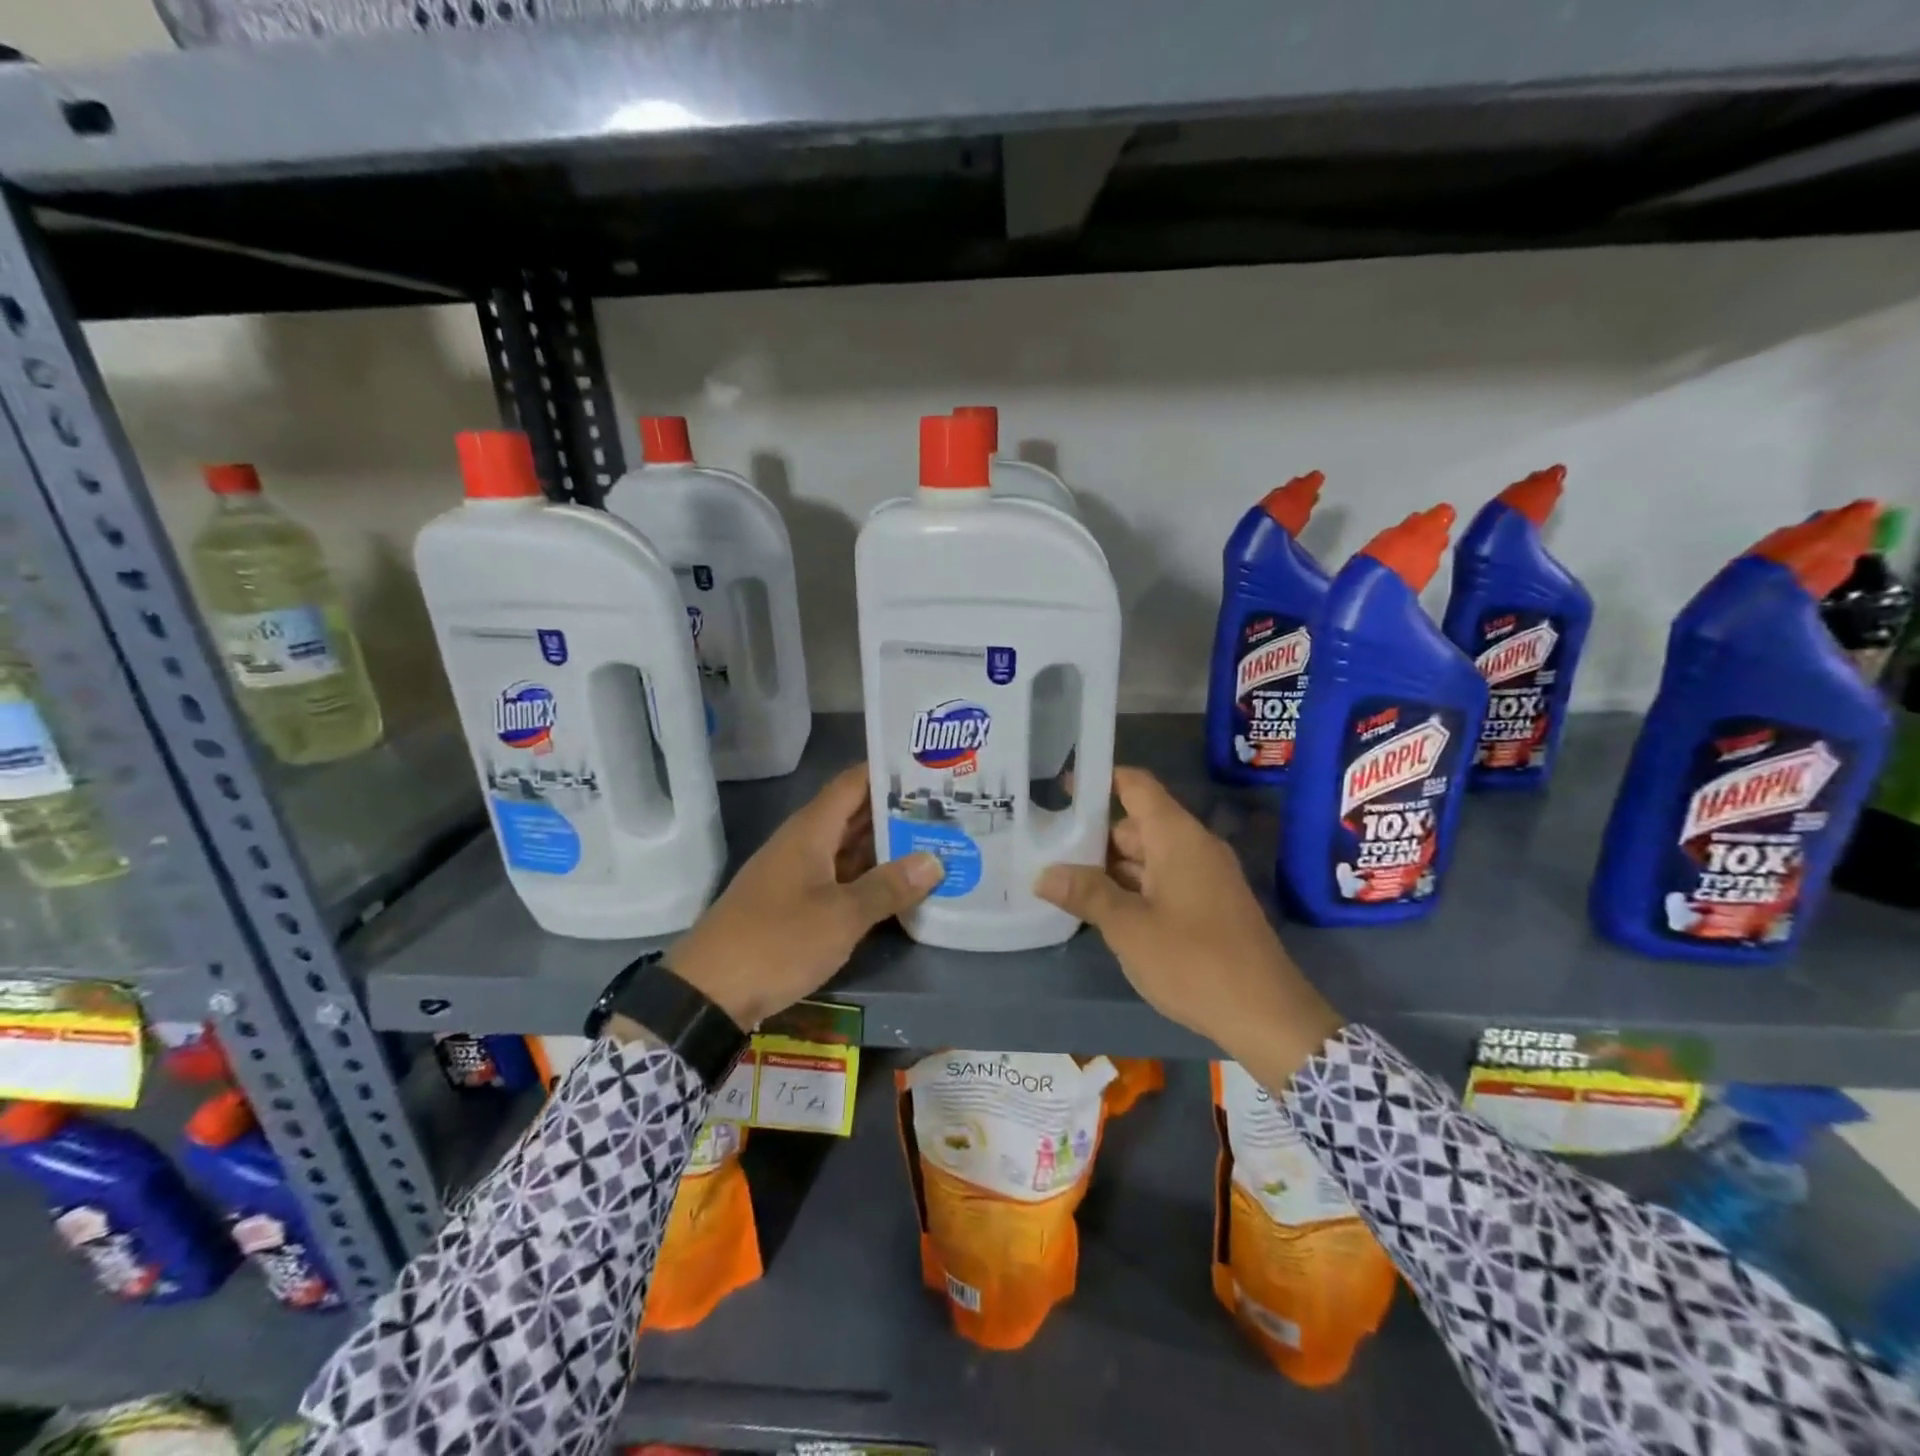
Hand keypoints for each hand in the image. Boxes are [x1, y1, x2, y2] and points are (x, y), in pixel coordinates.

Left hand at [666, 765, 943, 1028]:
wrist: (709, 992)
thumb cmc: (777, 941)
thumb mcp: (841, 916)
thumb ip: (888, 887)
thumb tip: (935, 860)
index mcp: (811, 830)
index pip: (854, 782)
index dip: (888, 771)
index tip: (930, 769)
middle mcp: (804, 843)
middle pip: (855, 814)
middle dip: (897, 811)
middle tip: (947, 809)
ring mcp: (798, 874)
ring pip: (849, 848)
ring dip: (887, 847)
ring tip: (936, 842)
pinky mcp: (795, 904)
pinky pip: (840, 878)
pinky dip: (869, 878)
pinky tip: (901, 887)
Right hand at [1033, 767, 1342, 1085]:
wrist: (1267, 1016)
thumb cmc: (1193, 961)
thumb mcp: (1128, 928)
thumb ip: (1086, 894)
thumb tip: (1044, 874)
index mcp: (1177, 837)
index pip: (1136, 786)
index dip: (1099, 779)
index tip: (1060, 787)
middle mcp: (1193, 847)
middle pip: (1136, 825)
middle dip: (1093, 837)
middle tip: (1045, 847)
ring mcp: (1205, 876)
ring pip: (1148, 856)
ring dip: (1110, 868)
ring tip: (1063, 880)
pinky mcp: (1209, 905)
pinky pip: (1163, 881)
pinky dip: (1132, 888)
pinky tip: (1102, 910)